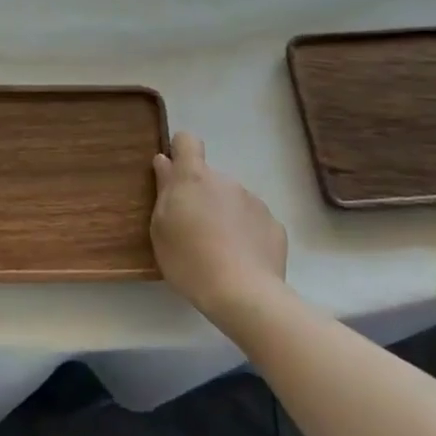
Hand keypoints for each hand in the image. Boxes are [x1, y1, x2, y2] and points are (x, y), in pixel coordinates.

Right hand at [151, 132, 287, 317]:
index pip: (187, 142)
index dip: (180, 151)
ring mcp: (254, 201)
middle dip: (201, 195)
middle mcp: (226, 181)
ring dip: (224, 214)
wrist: (243, 294)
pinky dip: (245, 233)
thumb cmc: (189, 259)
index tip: (174, 172)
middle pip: (209, 178)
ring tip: (218, 250)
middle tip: (192, 230)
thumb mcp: (161, 227)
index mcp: (194, 178)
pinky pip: (253, 221)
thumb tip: (164, 161)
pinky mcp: (274, 225)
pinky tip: (240, 259)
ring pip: (232, 200)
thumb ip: (164, 189)